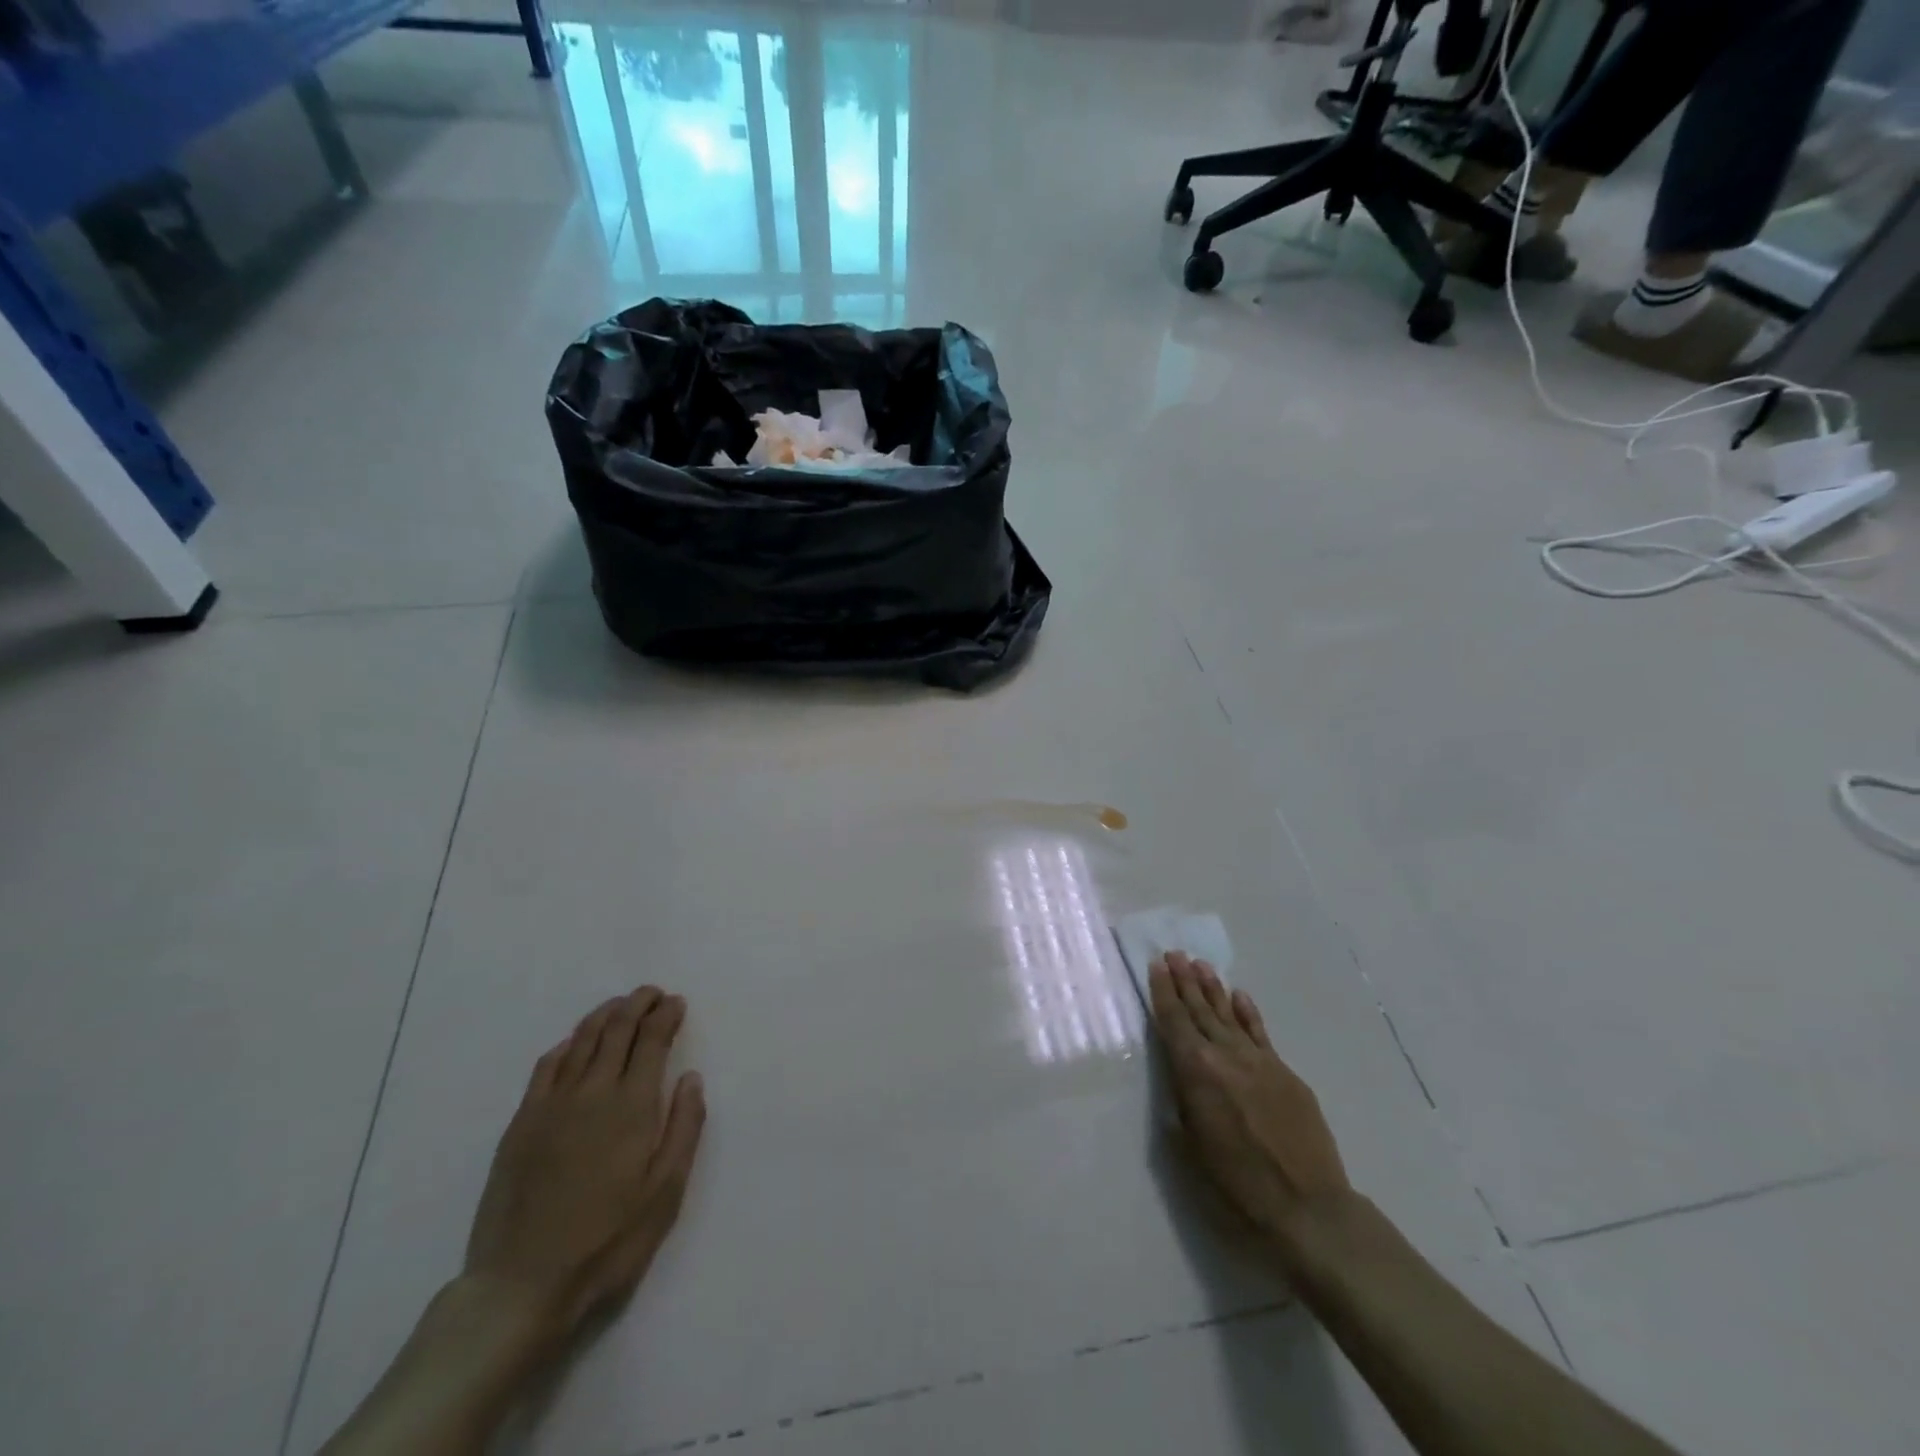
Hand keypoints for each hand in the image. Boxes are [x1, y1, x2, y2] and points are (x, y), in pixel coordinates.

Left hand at [463, 986, 705, 1351]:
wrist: (521, 1285)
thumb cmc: (607, 1241)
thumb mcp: (665, 1192)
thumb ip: (684, 1128)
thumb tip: (692, 1078)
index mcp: (632, 1105)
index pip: (652, 1040)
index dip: (666, 1015)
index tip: (676, 1002)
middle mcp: (593, 1091)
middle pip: (617, 1029)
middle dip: (638, 1004)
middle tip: (652, 993)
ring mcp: (552, 1105)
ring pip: (581, 1040)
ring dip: (604, 1015)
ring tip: (620, 1005)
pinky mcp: (521, 1124)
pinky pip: (546, 1067)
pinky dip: (566, 1045)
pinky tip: (573, 1044)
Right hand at [1149, 952, 1351, 1257]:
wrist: (1308, 1209)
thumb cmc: (1236, 1186)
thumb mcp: (1190, 1148)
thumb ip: (1182, 1104)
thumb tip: (1182, 1081)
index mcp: (1196, 1072)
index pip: (1174, 1021)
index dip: (1163, 992)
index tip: (1157, 965)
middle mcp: (1225, 1056)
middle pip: (1200, 1010)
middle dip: (1185, 981)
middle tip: (1175, 953)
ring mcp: (1260, 1061)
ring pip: (1229, 1016)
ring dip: (1214, 989)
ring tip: (1201, 965)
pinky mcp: (1286, 1074)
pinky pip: (1261, 1034)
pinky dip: (1248, 1013)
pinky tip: (1240, 996)